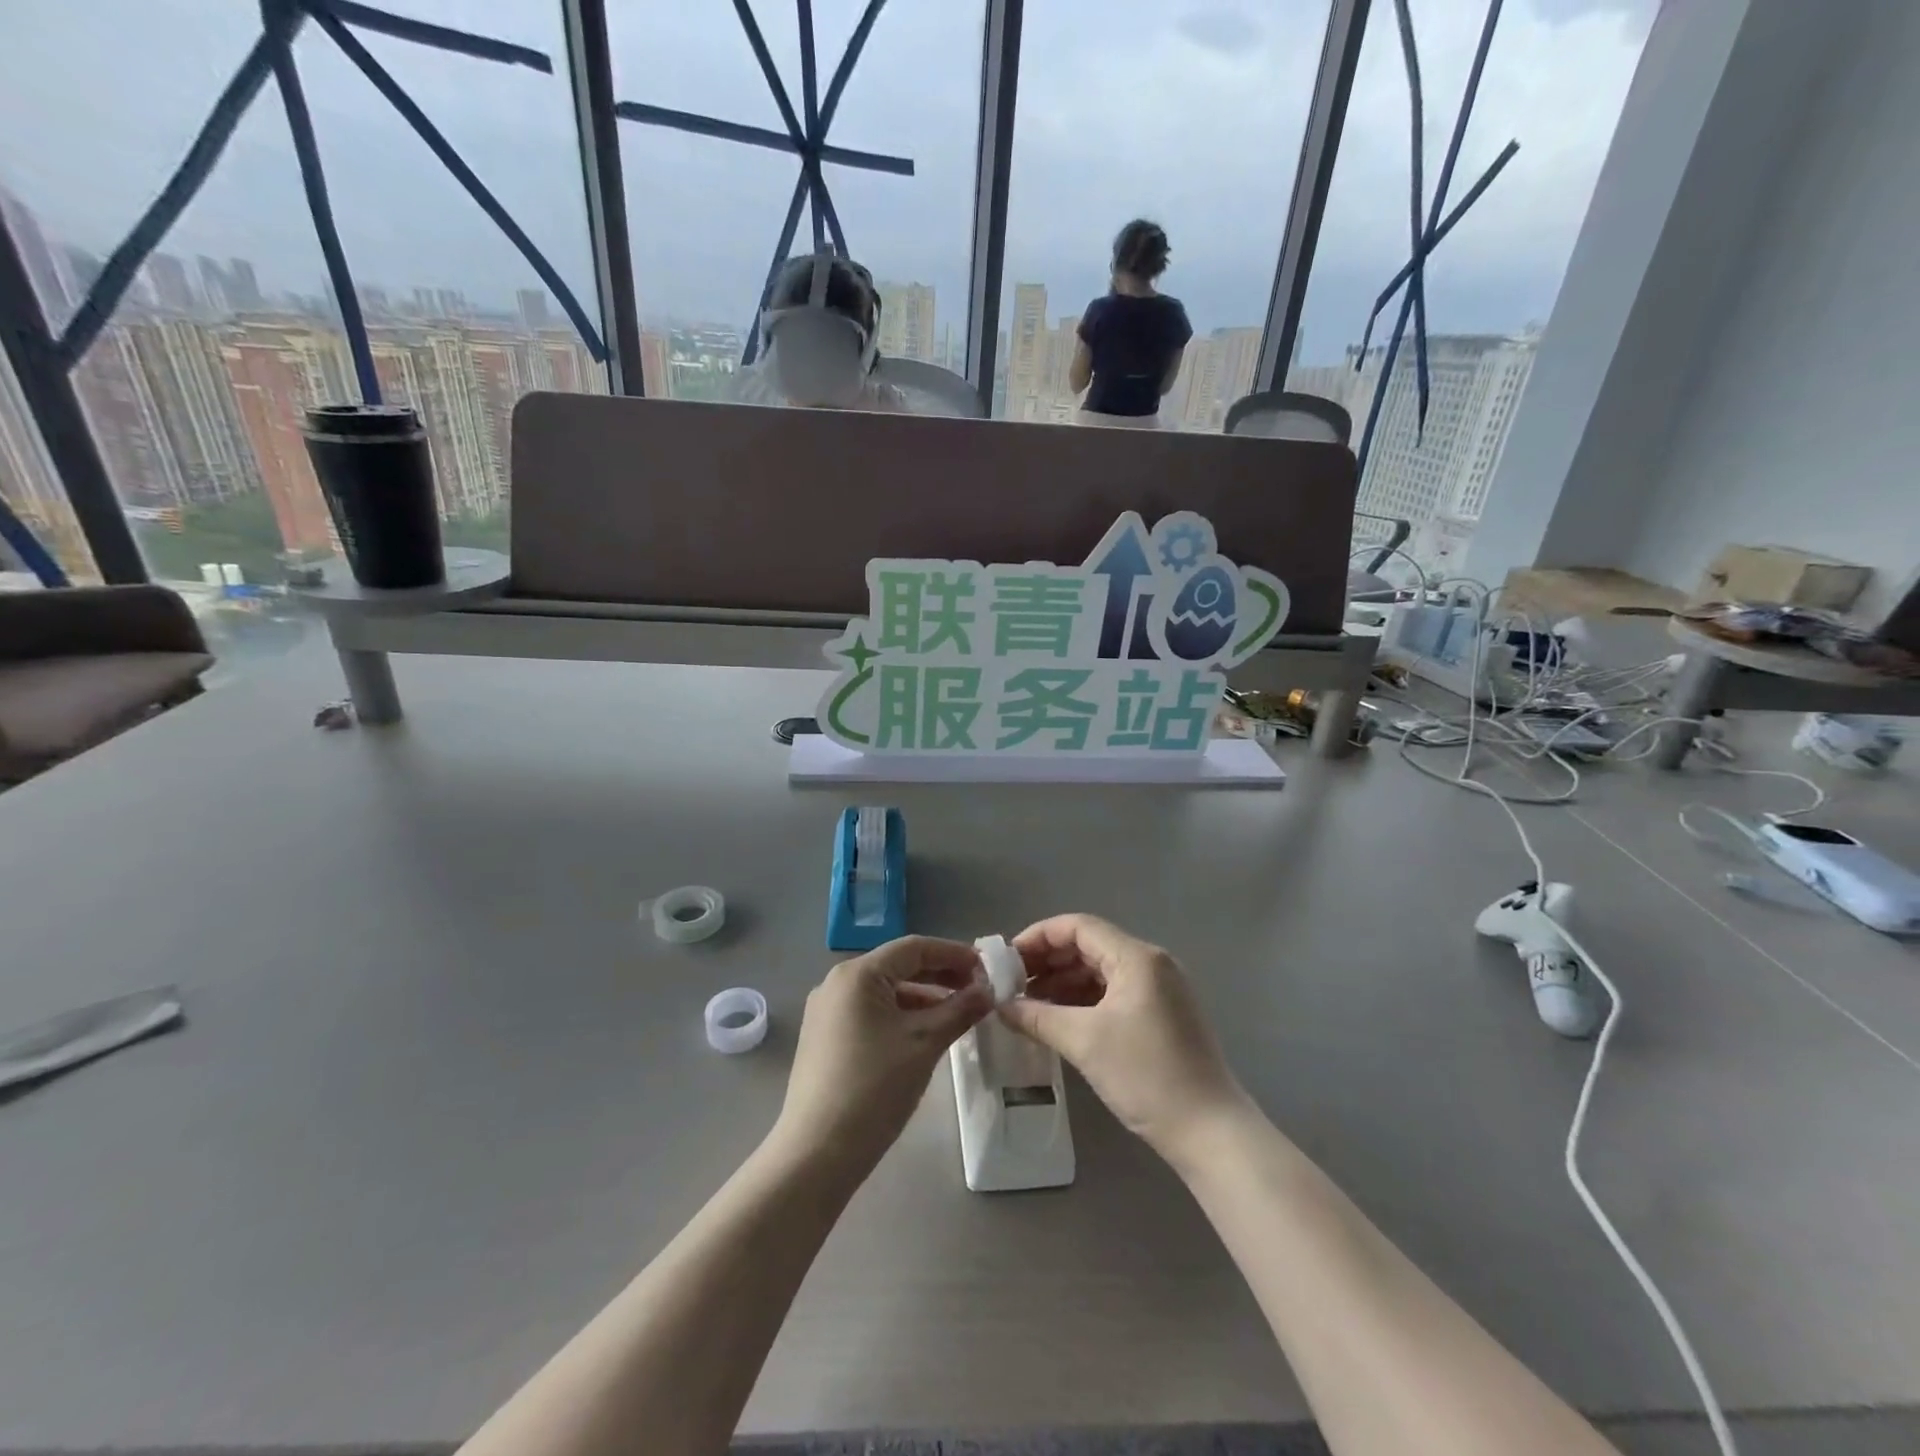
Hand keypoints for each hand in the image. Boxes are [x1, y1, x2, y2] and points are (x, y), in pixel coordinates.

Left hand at [772, 936, 991, 1177]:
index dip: (954, 953)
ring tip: (959, 1012)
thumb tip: (989, 990)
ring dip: (924, 997)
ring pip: (886, 991)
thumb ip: (960, 1010)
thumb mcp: (925, 1043)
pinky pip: (872, 1012)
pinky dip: (902, 1015)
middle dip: (941, 975)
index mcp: (857, 974)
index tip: (987, 968)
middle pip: (898, 966)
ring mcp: (827, 1011)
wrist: (817, 1153)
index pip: (914, 948)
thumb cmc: (874, 1088)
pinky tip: (926, 1033)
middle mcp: (837, 983)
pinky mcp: (825, 1037)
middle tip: (979, 990)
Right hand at [999, 915, 1248, 1162]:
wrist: (1211, 1132)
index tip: (1007, 959)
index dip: (1039, 937)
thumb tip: (1002, 1006)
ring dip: (1063, 983)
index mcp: (1137, 957)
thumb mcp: (1085, 1042)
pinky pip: (1113, 993)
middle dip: (1048, 961)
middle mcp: (1151, 964)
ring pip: (1100, 971)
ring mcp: (1159, 990)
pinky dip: (1083, 1001)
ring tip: (1027, 1005)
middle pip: (1089, 946)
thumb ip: (1038, 1017)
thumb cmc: (1147, 1076)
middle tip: (1012, 984)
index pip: (1079, 926)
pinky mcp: (1161, 1015)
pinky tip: (1057, 1020)